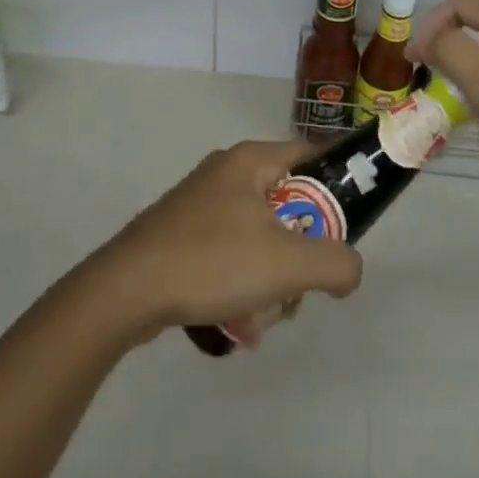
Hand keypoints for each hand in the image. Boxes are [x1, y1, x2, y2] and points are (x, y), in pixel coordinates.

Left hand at [86, 140, 362, 342]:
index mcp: (251, 160)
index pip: (312, 154)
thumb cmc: (211, 261)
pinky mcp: (181, 234)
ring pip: (258, 232)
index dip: (339, 181)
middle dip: (303, 245)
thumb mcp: (286, 263)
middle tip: (306, 279)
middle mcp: (226, 172)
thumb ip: (335, 263)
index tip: (353, 218)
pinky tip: (238, 324)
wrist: (125, 292)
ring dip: (272, 273)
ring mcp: (200, 203)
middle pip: (287, 200)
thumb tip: (351, 270)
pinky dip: (241, 283)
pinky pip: (229, 252)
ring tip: (269, 312)